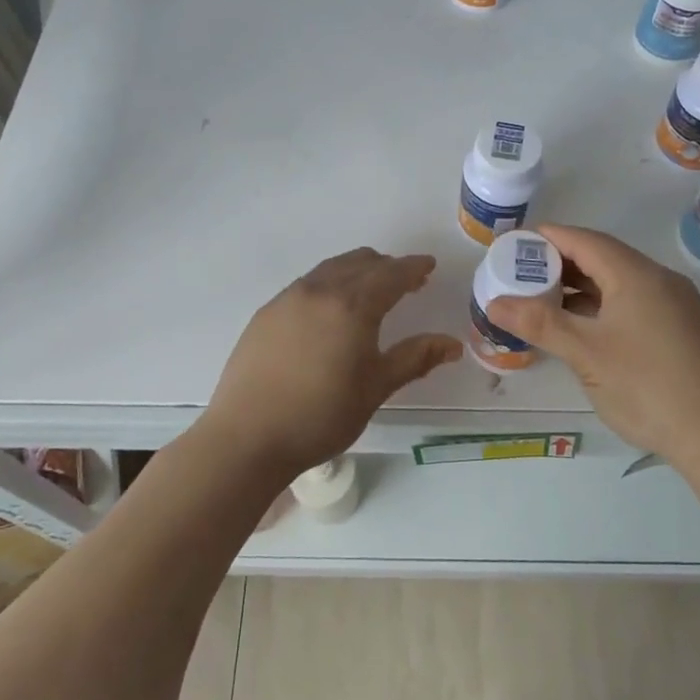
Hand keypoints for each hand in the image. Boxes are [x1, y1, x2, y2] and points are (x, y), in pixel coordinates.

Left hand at [204, 248, 461, 478]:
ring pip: (331, 269)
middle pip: (361, 262)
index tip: (429, 265)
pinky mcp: (267, 312)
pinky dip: (330, 283)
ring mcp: (288, 298)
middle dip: (387, 267)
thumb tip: (452, 344)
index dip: (413, 267)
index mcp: (352, 305)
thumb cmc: (321, 416)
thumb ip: (415, 358)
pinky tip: (330, 310)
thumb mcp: (375, 388)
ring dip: (357, 271)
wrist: (247, 437)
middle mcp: (320, 290)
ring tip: (370, 292)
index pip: (391, 274)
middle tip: (407, 282)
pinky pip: (307, 284)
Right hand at [485, 223, 699, 461]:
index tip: (512, 245)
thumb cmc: (648, 387)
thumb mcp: (586, 354)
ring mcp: (674, 304)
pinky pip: (633, 301)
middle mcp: (659, 279)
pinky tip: (582, 327)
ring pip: (618, 281)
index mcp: (636, 274)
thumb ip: (539, 323)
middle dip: (559, 263)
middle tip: (521, 275)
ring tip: (543, 300)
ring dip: (580, 286)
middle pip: (601, 256)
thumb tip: (494, 302)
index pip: (583, 240)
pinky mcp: (681, 328)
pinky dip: (602, 305)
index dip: (546, 238)